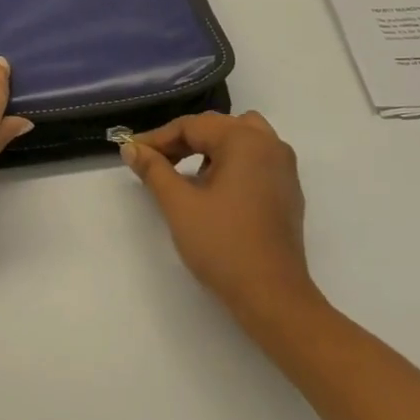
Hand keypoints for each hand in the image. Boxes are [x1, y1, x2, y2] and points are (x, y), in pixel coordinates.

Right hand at [122, 111, 323, 330]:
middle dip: (184, 141)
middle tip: (155, 161)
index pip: (193, 125)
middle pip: (219, 127)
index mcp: (245, 140)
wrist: (272, 294)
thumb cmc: (223, 245)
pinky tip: (215, 190)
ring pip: (241, 140)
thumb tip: (131, 147)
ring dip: (211, 148)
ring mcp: (284, 168)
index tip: (132, 153)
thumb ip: (154, 170)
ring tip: (186, 173)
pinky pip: (256, 160)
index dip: (159, 138)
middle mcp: (270, 144)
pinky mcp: (288, 190)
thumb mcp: (179, 204)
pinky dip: (232, 163)